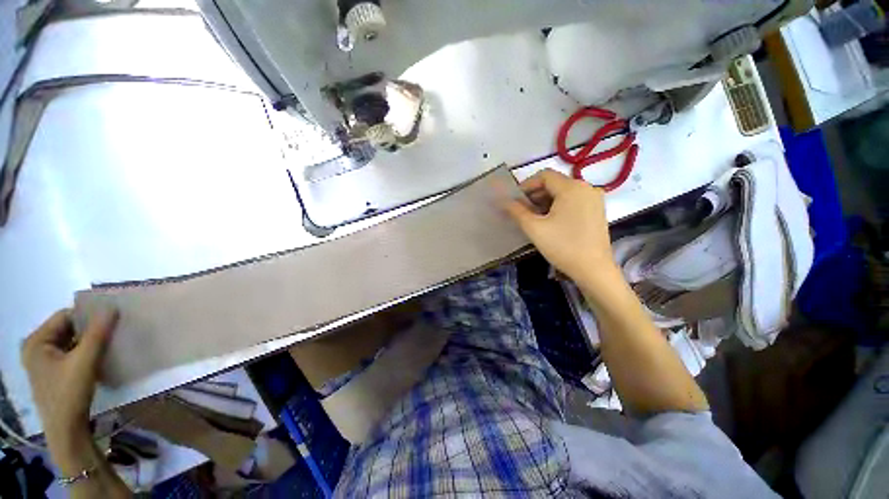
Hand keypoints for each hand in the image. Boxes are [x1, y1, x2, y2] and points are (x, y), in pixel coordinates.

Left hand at [21, 308, 117, 454]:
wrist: (66, 431)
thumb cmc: (70, 394)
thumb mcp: (85, 362)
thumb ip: (97, 333)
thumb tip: (112, 307)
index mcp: (36, 341)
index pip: (65, 316)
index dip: (88, 316)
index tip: (111, 319)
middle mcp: (36, 347)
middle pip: (67, 329)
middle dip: (90, 330)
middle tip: (112, 331)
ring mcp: (43, 362)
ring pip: (71, 342)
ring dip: (89, 342)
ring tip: (109, 344)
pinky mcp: (53, 373)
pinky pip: (71, 354)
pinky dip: (86, 353)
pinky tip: (99, 359)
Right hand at [505, 169, 620, 291]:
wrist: (593, 270)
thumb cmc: (562, 246)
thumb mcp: (534, 228)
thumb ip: (516, 211)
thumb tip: (503, 201)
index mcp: (572, 188)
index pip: (544, 176)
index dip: (526, 185)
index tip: (515, 200)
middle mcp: (586, 187)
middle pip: (554, 183)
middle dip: (535, 195)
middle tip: (522, 211)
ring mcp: (594, 199)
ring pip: (563, 193)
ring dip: (545, 201)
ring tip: (534, 218)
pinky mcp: (597, 210)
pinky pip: (573, 201)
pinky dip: (558, 206)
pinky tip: (550, 221)